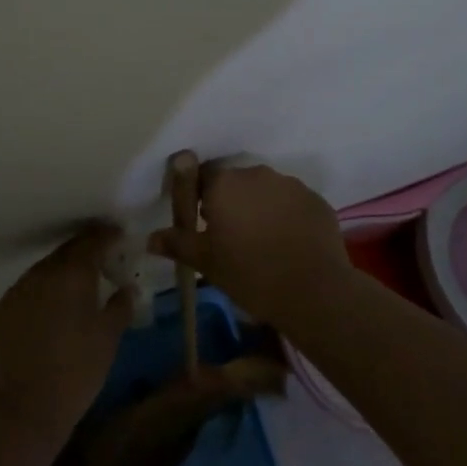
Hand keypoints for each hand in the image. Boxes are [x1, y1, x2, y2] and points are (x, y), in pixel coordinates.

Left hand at [0, 223, 132, 455]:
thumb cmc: (76, 372)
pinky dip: (38, 297)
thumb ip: (120, 306)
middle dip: (83, 254)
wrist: (22, 411)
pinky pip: (24, 294)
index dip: (106, 236)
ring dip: (59, 276)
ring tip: (73, 292)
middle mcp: (40, 274)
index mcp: (72, 274)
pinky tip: (47, 317)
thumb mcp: (108, 339)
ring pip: (42, 273)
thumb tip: (127, 288)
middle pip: (65, 253)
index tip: (118, 237)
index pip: (91, 240)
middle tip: (100, 265)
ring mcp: (15, 292)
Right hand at [150, 162, 350, 321]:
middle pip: (236, 182)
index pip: (203, 176)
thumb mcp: (206, 262)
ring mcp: (290, 185)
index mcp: (225, 184)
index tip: (204, 224)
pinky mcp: (315, 200)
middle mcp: (257, 174)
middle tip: (231, 237)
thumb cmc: (250, 274)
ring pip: (266, 191)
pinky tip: (288, 245)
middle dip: (232, 203)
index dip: (201, 198)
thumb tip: (150, 238)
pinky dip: (287, 217)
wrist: (313, 291)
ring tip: (263, 243)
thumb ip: (177, 243)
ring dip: (260, 208)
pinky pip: (292, 203)